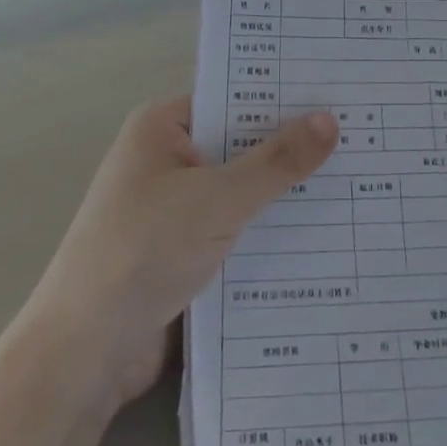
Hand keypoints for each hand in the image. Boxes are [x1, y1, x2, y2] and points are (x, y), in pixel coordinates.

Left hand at [28, 97, 338, 416]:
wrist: (85, 352)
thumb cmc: (144, 250)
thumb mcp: (218, 199)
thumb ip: (276, 162)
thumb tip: (329, 120)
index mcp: (162, 127)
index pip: (232, 96)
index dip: (282, 95)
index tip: (338, 93)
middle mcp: (166, 159)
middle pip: (239, 142)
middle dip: (291, 146)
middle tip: (361, 137)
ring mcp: (173, 206)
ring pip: (240, 188)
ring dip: (282, 192)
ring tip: (356, 181)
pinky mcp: (181, 249)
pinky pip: (234, 226)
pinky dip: (267, 228)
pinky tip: (322, 233)